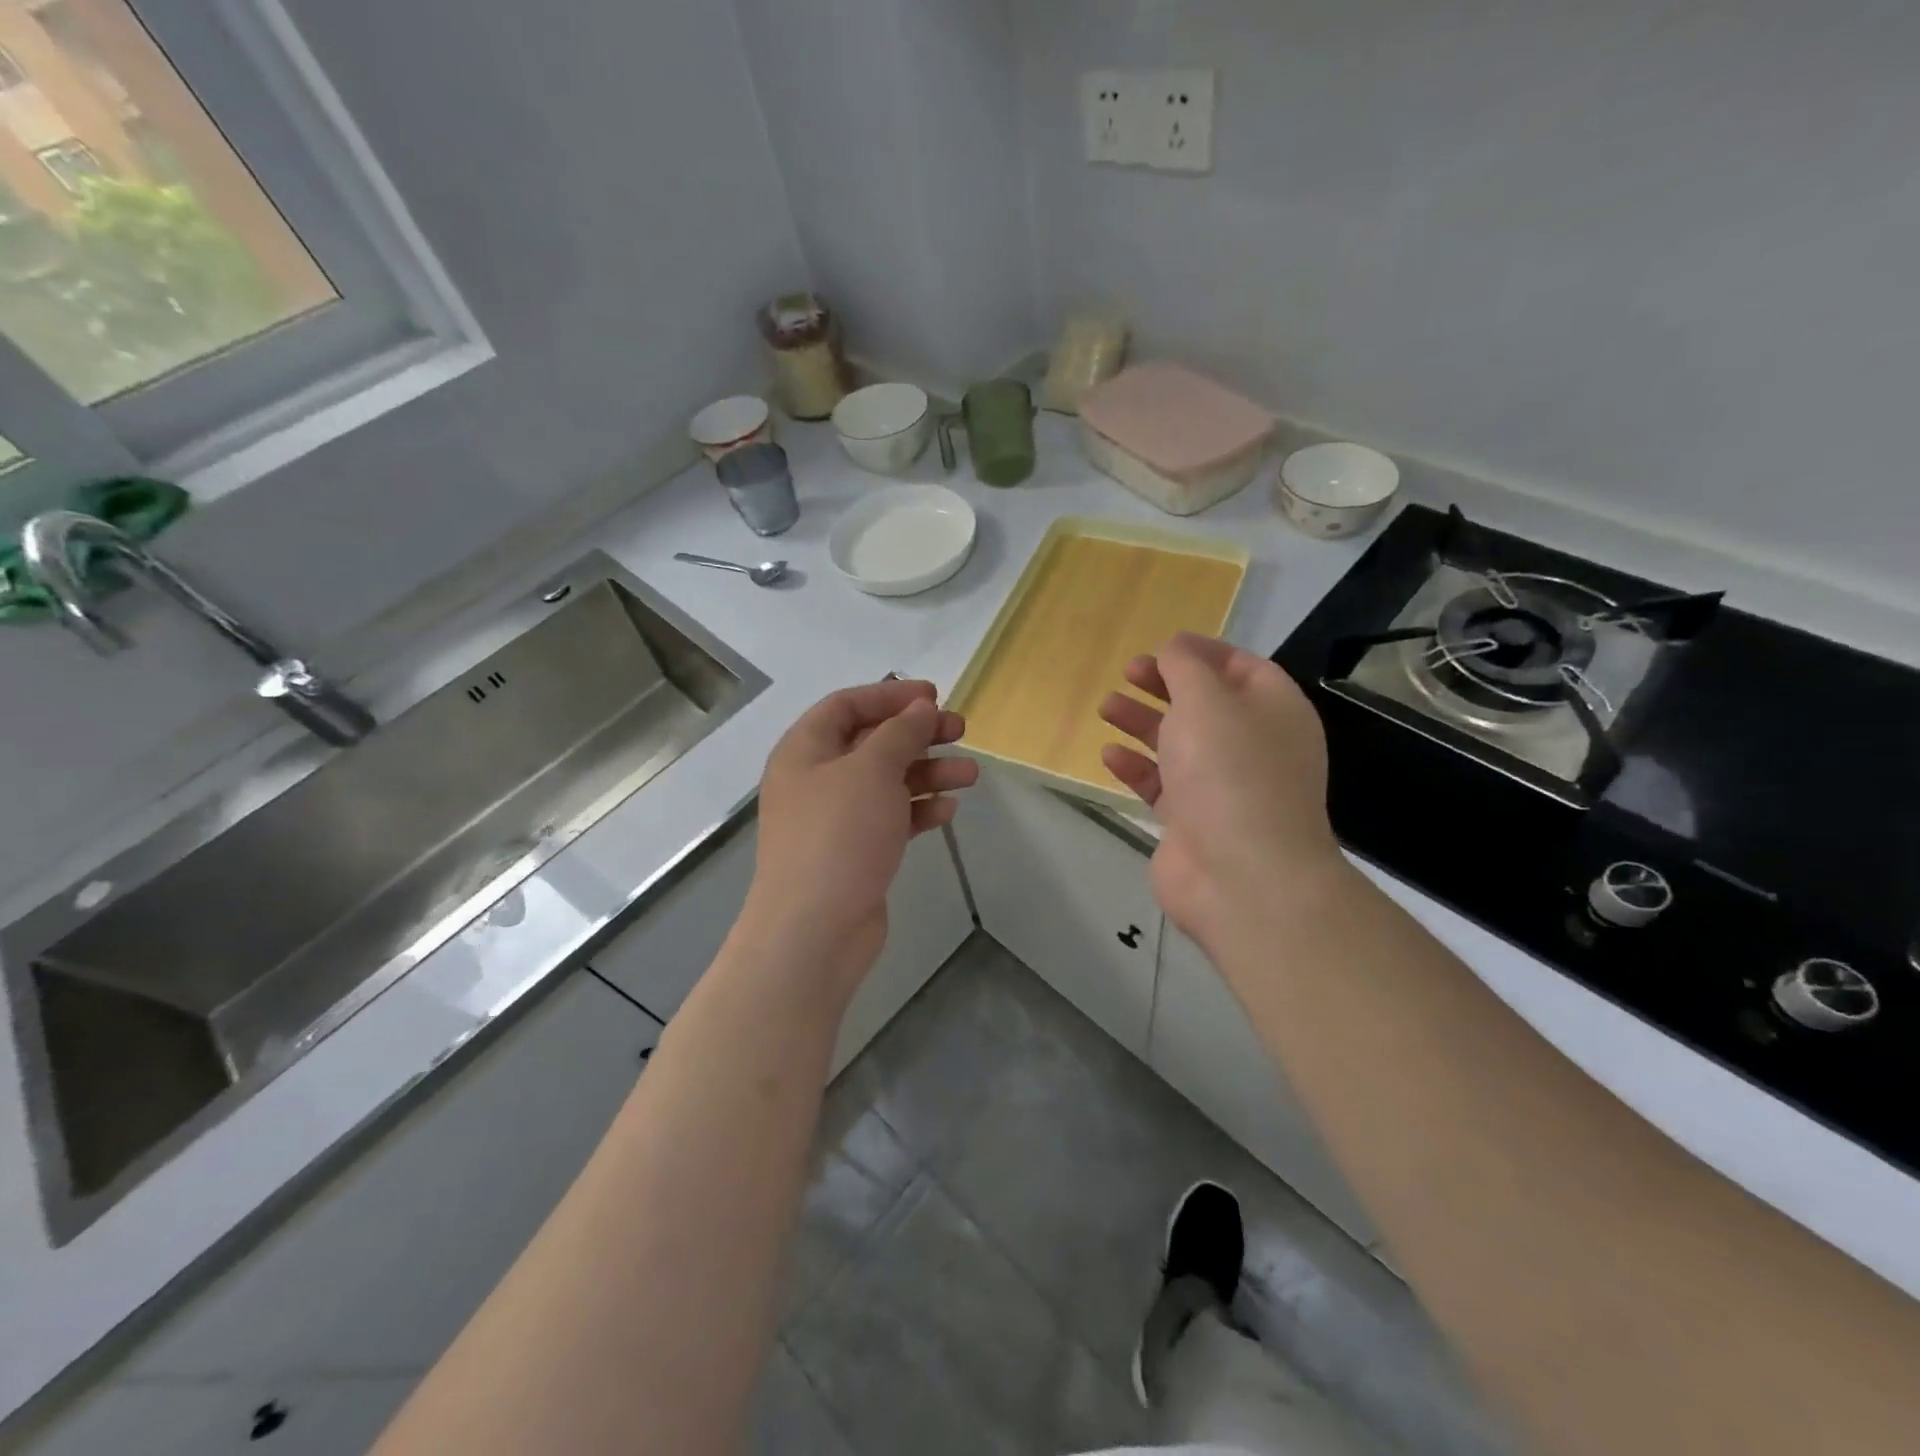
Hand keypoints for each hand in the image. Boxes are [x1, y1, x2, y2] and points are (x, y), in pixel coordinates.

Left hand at [743, 679, 977, 995]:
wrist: (815, 930)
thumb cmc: (838, 835)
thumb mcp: (871, 770)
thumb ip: (900, 733)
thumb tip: (920, 708)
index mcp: (805, 750)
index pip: (846, 705)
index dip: (889, 695)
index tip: (933, 696)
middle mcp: (816, 779)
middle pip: (872, 743)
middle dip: (917, 735)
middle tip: (960, 730)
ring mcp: (835, 819)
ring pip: (887, 782)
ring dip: (927, 773)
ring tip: (970, 774)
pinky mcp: (856, 852)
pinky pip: (891, 818)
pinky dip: (918, 809)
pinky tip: (948, 810)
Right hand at [1098, 633, 1346, 957]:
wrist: (1241, 876)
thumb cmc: (1230, 772)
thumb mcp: (1207, 700)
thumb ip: (1185, 667)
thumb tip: (1175, 649)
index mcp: (1273, 711)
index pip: (1242, 667)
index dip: (1201, 652)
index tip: (1161, 646)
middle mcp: (1253, 746)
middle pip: (1205, 704)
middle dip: (1165, 685)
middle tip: (1127, 673)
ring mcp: (1223, 786)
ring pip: (1179, 744)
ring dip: (1142, 722)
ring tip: (1106, 707)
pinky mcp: (1193, 821)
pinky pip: (1162, 784)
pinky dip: (1137, 767)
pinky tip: (1109, 755)